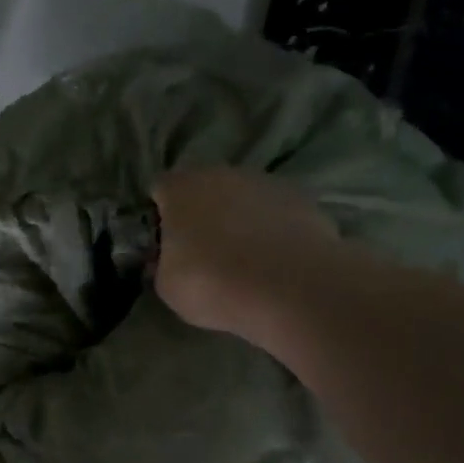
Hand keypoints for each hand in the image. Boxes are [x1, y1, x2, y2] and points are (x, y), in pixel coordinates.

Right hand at [151, 166, 338, 332]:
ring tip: (244, 259)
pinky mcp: (303, 199)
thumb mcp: (167, 286)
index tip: (165, 245)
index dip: (160, 216)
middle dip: (201, 214)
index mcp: (180, 188)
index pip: (160, 190)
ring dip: (238, 219)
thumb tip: (168, 260)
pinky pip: (275, 213)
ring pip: (242, 198)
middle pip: (203, 189)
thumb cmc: (213, 283)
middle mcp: (221, 174)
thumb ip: (162, 264)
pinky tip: (274, 261)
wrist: (291, 288)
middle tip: (203, 252)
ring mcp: (265, 183)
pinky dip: (272, 229)